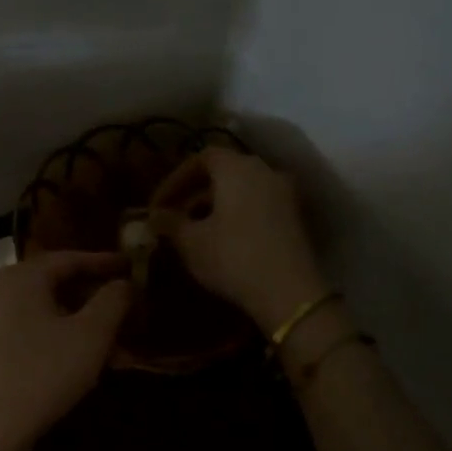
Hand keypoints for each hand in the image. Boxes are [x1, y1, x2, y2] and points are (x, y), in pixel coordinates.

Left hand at [0, 251, 132, 450]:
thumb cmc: (41, 373)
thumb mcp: (90, 336)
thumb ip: (112, 302)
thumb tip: (123, 283)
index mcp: (22, 277)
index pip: (69, 258)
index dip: (104, 262)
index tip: (130, 266)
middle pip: (53, 284)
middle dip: (91, 297)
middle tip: (122, 307)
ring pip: (41, 312)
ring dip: (76, 323)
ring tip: (108, 343)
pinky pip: (25, 333)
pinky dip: (54, 339)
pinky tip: (76, 363)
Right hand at [151, 148, 327, 334]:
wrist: (289, 293)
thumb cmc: (232, 258)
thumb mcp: (191, 242)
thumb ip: (170, 223)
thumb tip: (155, 215)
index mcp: (237, 168)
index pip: (201, 158)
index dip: (176, 179)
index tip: (158, 204)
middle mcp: (265, 171)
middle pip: (224, 172)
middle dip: (195, 193)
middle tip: (174, 218)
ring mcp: (285, 194)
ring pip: (242, 190)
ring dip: (215, 206)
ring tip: (194, 232)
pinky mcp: (295, 218)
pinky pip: (258, 205)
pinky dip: (236, 215)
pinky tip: (222, 241)